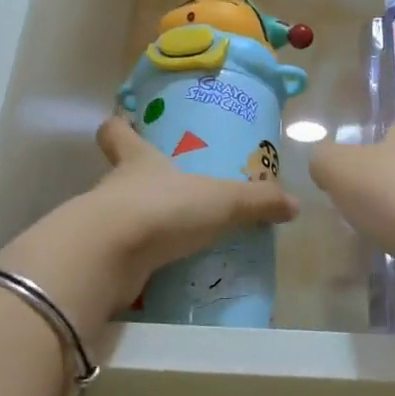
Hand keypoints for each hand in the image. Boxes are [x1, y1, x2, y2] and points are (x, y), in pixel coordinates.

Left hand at [0, 116, 299, 331]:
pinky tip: (164, 272)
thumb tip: (294, 204)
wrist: (108, 257)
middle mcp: (114, 187)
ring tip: (174, 237)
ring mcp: (102, 224)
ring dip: (142, 225)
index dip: (119, 127)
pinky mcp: (100, 260)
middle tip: (170, 191)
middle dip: (140, 183)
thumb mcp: (222, 200)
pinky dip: (139, 262)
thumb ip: (258, 201)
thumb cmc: (163, 208)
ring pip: (120, 216)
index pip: (116, 133)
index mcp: (137, 160)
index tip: (124, 123)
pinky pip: (123, 256)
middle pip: (118, 175)